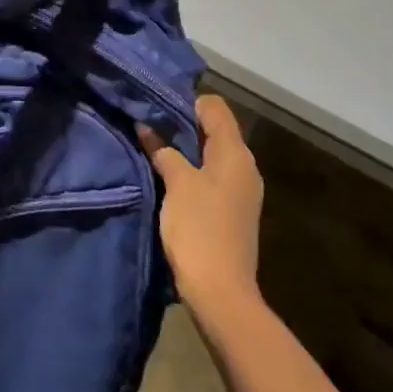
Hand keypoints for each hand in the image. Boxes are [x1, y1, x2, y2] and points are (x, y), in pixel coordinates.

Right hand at [138, 94, 264, 313]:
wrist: (221, 291)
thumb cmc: (199, 229)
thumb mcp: (177, 184)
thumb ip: (164, 151)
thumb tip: (148, 128)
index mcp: (235, 153)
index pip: (215, 107)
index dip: (187, 100)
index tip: (156, 103)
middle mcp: (245, 166)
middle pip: (215, 129)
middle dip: (183, 123)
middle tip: (148, 121)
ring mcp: (241, 190)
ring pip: (212, 154)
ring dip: (185, 148)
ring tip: (153, 146)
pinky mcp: (232, 209)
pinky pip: (212, 175)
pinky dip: (192, 169)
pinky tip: (168, 175)